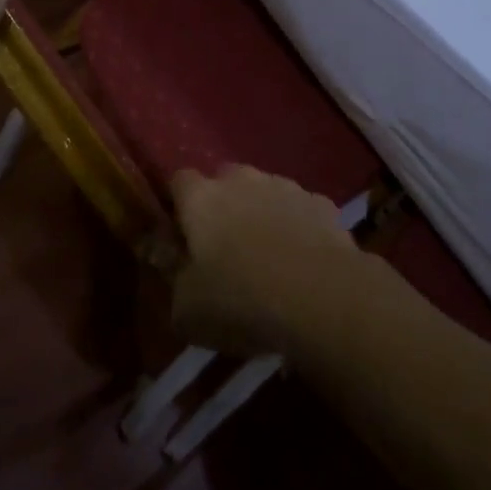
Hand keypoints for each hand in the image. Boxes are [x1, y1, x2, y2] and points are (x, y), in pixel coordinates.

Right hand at [170, 166, 361, 357]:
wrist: (321, 297)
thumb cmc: (240, 301)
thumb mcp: (186, 309)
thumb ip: (172, 277)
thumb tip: (168, 258)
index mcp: (201, 198)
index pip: (179, 181)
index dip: (179, 206)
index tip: (181, 235)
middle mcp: (241, 180)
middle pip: (224, 180)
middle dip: (222, 205)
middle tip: (225, 247)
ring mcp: (285, 186)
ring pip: (265, 191)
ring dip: (262, 212)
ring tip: (268, 256)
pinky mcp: (322, 203)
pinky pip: (300, 209)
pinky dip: (297, 226)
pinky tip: (303, 260)